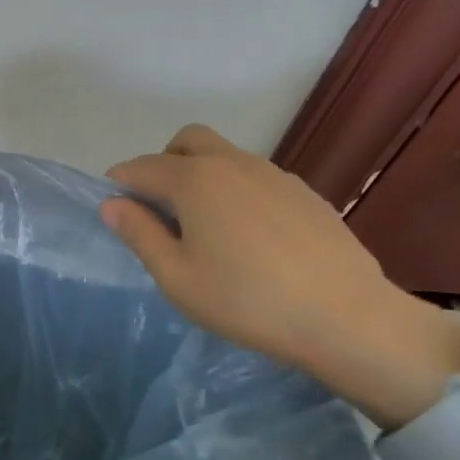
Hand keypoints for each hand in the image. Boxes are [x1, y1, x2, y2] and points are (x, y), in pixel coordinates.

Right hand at [102, 125, 459, 424]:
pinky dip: (236, 190)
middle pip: (185, 141)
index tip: (115, 212)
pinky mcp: (304, 192)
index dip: (119, 185)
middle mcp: (232, 163)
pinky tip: (249, 238)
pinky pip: (254, 177)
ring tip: (206, 228)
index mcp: (194, 180)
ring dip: (201, 175)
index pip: (140, 167)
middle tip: (160, 210)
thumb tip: (111, 204)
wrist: (348, 317)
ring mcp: (273, 174)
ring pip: (223, 156)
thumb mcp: (177, 277)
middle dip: (162, 164)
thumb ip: (139, 234)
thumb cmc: (247, 301)